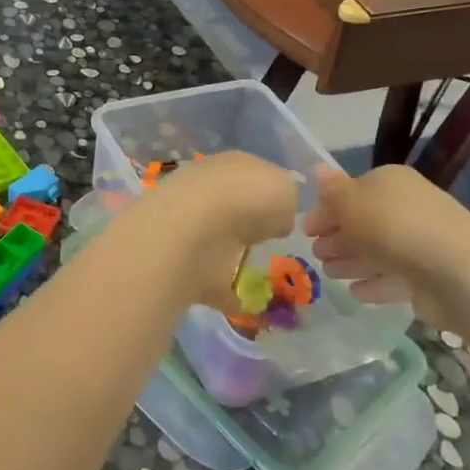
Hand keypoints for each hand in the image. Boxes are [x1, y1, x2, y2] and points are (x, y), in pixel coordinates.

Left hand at [125, 151, 299, 314]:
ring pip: (218, 239)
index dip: (271, 194)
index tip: (284, 216)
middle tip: (268, 243)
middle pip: (234, 206)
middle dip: (247, 222)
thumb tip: (276, 218)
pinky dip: (223, 291)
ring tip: (258, 273)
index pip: (254, 176)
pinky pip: (209, 278)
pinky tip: (242, 304)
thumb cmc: (248, 199)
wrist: (194, 231)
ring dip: (232, 253)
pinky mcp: (183, 261)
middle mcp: (208, 190)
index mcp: (232, 165)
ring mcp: (191, 225)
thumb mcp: (286, 188)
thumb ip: (286, 200)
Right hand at [302, 165, 469, 331]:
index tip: (306, 230)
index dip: (326, 210)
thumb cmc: (395, 228)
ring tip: (329, 275)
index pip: (351, 191)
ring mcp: (422, 242)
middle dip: (338, 238)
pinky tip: (356, 292)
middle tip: (315, 254)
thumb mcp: (351, 203)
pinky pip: (395, 277)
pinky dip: (374, 283)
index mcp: (390, 182)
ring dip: (351, 261)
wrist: (459, 274)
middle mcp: (408, 207)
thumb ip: (331, 190)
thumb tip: (317, 169)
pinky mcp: (430, 276)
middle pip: (365, 222)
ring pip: (378, 250)